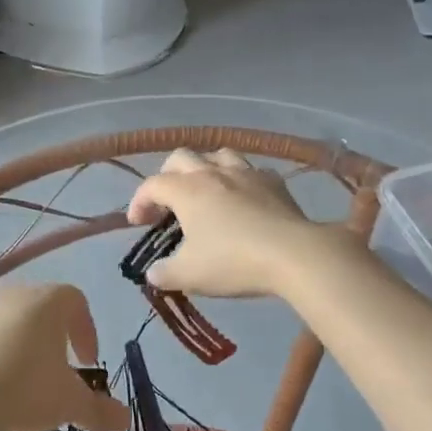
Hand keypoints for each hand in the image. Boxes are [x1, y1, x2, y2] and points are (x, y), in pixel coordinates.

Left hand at [0, 284, 131, 430]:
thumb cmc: (25, 388)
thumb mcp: (69, 403)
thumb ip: (99, 410)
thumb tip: (125, 419)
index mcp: (50, 301)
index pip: (77, 302)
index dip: (87, 331)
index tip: (87, 363)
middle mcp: (18, 294)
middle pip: (45, 308)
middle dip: (56, 338)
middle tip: (60, 371)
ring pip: (14, 321)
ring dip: (25, 345)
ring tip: (25, 381)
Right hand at [126, 148, 335, 297]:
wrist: (293, 254)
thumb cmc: (233, 261)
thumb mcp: (190, 275)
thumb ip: (164, 273)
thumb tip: (153, 272)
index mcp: (186, 190)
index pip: (151, 185)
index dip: (139, 201)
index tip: (138, 223)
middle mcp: (212, 172)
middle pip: (181, 158)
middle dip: (167, 176)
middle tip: (167, 202)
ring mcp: (246, 173)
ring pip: (217, 155)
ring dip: (204, 169)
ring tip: (205, 191)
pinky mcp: (274, 181)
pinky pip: (250, 170)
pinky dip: (240, 180)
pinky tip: (243, 198)